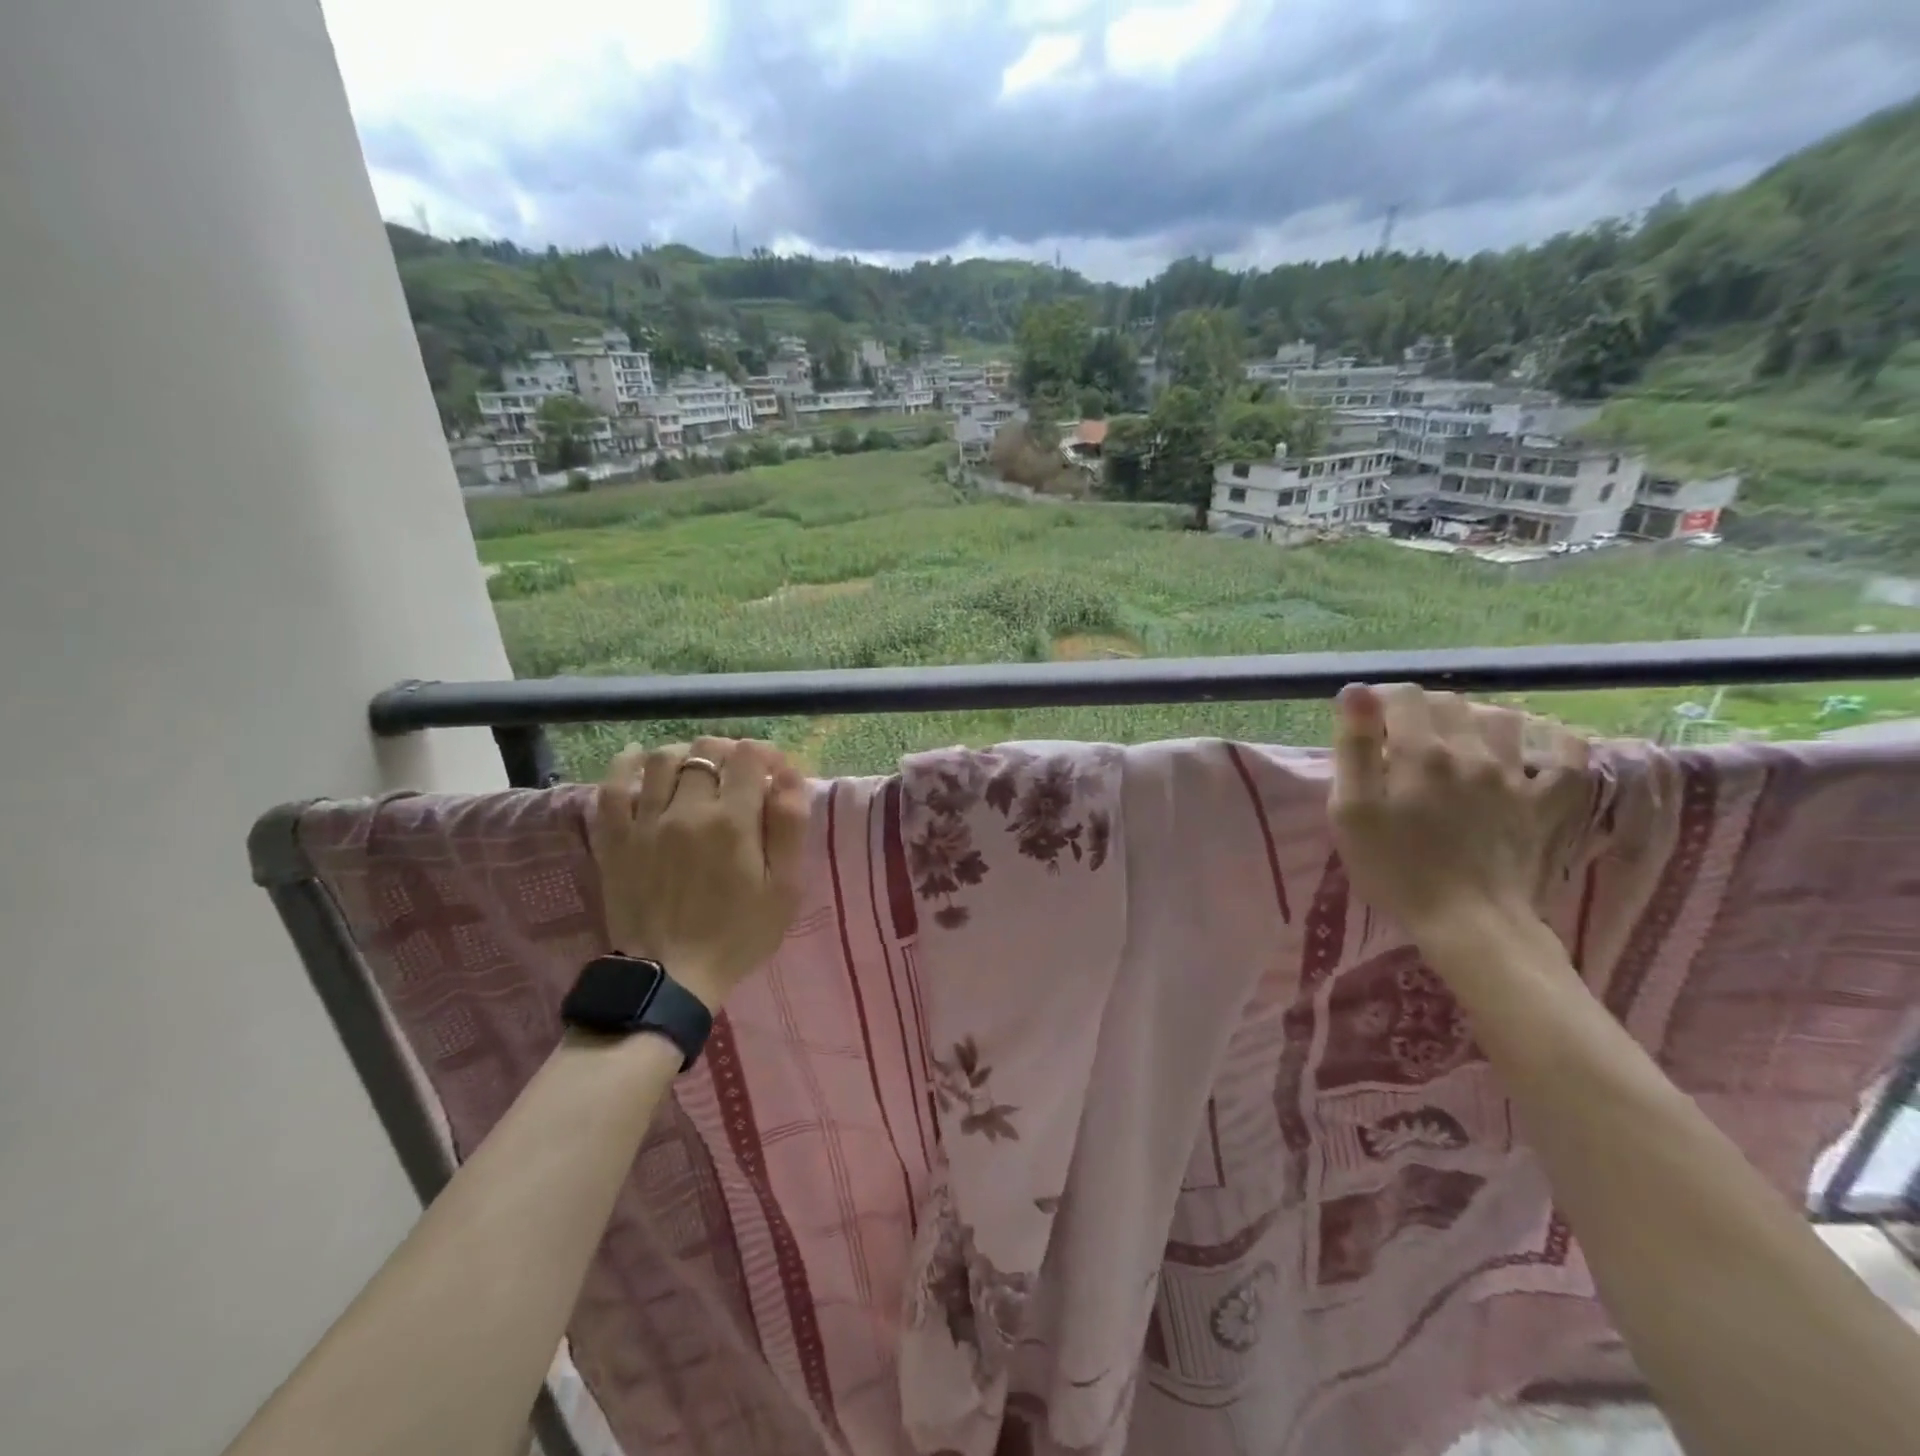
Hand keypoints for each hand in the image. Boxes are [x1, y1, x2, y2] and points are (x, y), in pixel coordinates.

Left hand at [589, 737, 808, 1010]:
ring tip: (697, 769)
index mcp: (733, 821)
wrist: (670, 977)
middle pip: (706, 751)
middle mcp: (687, 810)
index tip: (774, 772)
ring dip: (686, 754)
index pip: (749, 757)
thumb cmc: (738, 934)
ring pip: (662, 759)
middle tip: (739, 773)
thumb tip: (789, 775)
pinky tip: (640, 760)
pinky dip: (626, 765)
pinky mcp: (615, 838)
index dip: (766, 754)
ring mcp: (645, 822)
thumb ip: (790, 826)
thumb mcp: (784, 887)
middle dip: (729, 752)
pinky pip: (612, 786)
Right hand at [1328, 683, 1592, 940]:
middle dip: (1422, 708)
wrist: (1469, 925)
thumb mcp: (1350, 812)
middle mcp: (1473, 752)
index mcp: (1421, 752)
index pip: (1403, 696)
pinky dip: (1552, 741)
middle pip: (1450, 702)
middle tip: (1402, 736)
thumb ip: (1354, 748)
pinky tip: (1533, 747)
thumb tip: (1357, 692)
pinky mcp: (1550, 804)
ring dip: (1476, 718)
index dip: (1380, 699)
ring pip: (1503, 719)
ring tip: (1458, 739)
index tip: (1367, 720)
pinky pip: (1568, 755)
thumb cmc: (1395, 870)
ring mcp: (1518, 777)